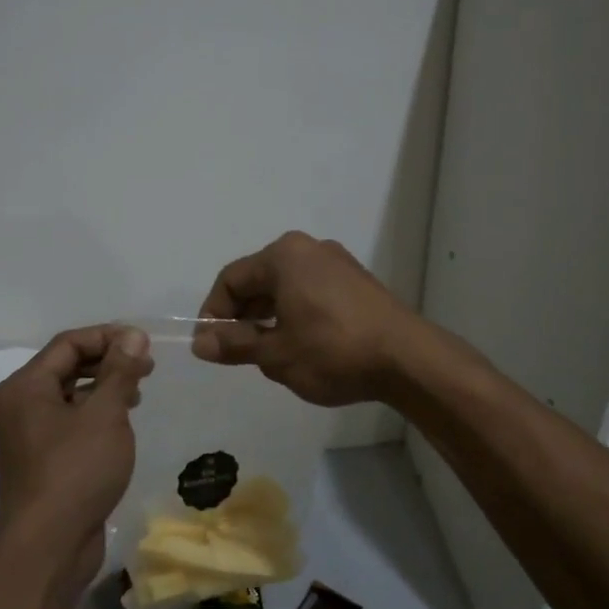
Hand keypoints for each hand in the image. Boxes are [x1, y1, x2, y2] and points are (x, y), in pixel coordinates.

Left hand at [0, 326, 153, 576]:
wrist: (48, 547)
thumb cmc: (76, 471)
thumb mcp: (105, 414)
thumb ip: (120, 370)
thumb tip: (132, 335)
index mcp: (24, 387)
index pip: (68, 344)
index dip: (108, 336)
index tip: (145, 343)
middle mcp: (18, 405)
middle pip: (66, 367)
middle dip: (108, 362)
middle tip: (147, 367)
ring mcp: (27, 435)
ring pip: (69, 396)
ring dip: (104, 388)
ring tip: (137, 393)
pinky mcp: (41, 461)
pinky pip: (69, 422)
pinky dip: (94, 415)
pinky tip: (120, 425)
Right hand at [191, 231, 422, 406]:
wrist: (407, 359)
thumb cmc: (332, 352)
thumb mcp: (276, 354)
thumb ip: (235, 345)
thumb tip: (201, 343)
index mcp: (284, 256)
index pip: (231, 279)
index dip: (214, 313)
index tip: (210, 346)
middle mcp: (309, 249)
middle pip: (259, 279)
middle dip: (242, 315)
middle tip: (236, 352)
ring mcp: (338, 263)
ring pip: (286, 287)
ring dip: (268, 317)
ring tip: (267, 353)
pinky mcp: (357, 282)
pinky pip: (311, 291)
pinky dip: (295, 313)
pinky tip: (299, 345)